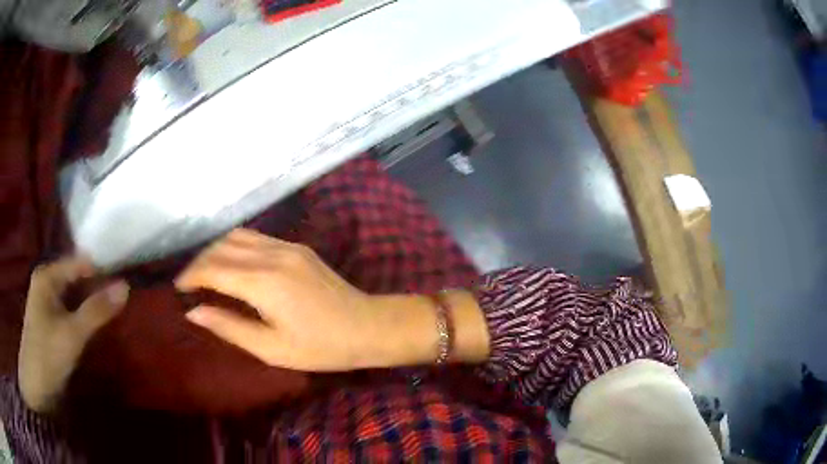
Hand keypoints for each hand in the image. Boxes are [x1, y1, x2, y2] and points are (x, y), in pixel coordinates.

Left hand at [18, 257, 129, 412]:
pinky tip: (101, 322)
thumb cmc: (47, 355)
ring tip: (119, 306)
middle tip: (127, 293)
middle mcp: (48, 282)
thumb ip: (97, 310)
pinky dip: (87, 314)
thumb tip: (126, 286)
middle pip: (78, 277)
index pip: (80, 262)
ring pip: (76, 295)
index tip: (127, 276)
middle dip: (100, 286)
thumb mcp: (72, 334)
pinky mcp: (53, 321)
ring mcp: (50, 302)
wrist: (36, 386)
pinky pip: (73, 310)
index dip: (103, 269)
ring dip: (94, 302)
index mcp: (48, 275)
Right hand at [176, 229, 491, 371]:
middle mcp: (272, 255)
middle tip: (187, 282)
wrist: (368, 326)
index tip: (177, 289)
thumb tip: (194, 312)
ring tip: (204, 272)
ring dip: (215, 250)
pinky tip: (231, 263)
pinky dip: (235, 246)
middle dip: (199, 262)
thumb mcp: (271, 348)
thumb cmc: (321, 347)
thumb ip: (229, 327)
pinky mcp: (297, 246)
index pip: (213, 269)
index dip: (191, 276)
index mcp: (263, 282)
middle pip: (221, 247)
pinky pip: (256, 238)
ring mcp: (287, 246)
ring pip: (238, 236)